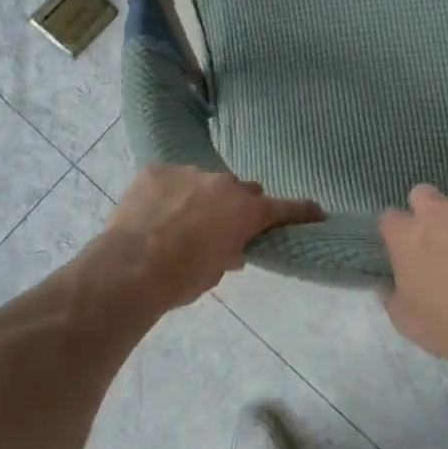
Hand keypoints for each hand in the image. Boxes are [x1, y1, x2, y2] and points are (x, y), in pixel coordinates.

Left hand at [102, 165, 321, 308]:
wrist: (131, 268)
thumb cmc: (182, 278)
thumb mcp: (215, 272)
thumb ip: (229, 252)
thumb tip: (230, 248)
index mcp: (245, 211)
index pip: (283, 208)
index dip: (301, 210)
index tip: (317, 211)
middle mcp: (224, 184)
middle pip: (241, 190)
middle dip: (236, 205)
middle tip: (221, 225)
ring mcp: (189, 172)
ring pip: (202, 182)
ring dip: (198, 198)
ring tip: (177, 221)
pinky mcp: (157, 170)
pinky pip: (170, 179)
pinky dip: (167, 193)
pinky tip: (152, 212)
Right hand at [378, 172, 447, 369]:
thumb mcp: (404, 319)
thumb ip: (391, 293)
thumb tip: (385, 283)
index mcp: (405, 235)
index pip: (389, 218)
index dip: (398, 233)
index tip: (407, 248)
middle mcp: (436, 210)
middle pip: (423, 193)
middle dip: (430, 209)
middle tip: (443, 233)